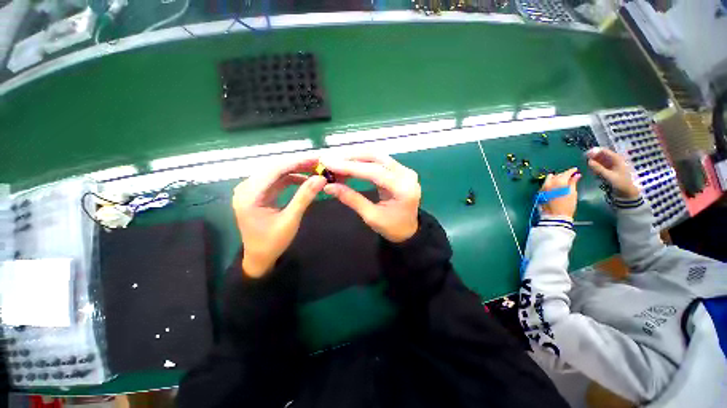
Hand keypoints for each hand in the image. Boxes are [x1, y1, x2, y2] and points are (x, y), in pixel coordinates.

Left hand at [232, 157, 325, 277]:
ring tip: (315, 169)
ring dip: (295, 169)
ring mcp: (251, 189)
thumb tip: (321, 179)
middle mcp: (246, 188)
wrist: (259, 257)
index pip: (274, 170)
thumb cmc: (273, 242)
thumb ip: (304, 197)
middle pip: (274, 168)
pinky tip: (304, 179)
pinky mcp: (258, 193)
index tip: (316, 159)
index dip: (297, 162)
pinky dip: (291, 177)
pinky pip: (276, 180)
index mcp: (249, 195)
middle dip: (298, 164)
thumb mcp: (290, 220)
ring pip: (276, 172)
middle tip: (318, 162)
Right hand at [321, 154, 420, 242]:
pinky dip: (361, 160)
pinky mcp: (398, 169)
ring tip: (335, 161)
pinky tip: (347, 163)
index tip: (328, 163)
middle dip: (350, 157)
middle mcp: (406, 174)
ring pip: (376, 155)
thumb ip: (351, 199)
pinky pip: (377, 160)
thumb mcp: (371, 217)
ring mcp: (403, 169)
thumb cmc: (392, 227)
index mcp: (403, 189)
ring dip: (354, 156)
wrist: (408, 229)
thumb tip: (328, 186)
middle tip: (329, 160)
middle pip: (375, 157)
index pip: (374, 172)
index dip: (350, 167)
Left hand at [540, 168, 581, 219]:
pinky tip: (555, 186)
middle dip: (563, 175)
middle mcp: (548, 183)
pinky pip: (545, 185)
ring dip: (555, 178)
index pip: (565, 173)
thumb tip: (576, 175)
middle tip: (570, 176)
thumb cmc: (567, 206)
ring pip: (549, 179)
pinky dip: (551, 183)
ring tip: (562, 181)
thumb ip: (573, 183)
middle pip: (556, 175)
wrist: (555, 216)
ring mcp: (543, 188)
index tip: (575, 170)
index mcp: (558, 182)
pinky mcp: (540, 193)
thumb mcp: (572, 193)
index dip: (571, 171)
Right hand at [586, 148, 639, 198]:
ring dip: (594, 162)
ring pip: (600, 160)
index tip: (585, 155)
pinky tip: (593, 171)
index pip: (604, 151)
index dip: (594, 152)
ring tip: (588, 167)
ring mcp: (612, 164)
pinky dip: (596, 167)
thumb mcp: (609, 176)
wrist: (627, 192)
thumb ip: (598, 168)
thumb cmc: (620, 183)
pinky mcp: (609, 169)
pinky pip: (601, 165)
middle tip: (584, 161)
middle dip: (593, 157)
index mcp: (616, 159)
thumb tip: (588, 161)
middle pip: (601, 155)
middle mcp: (614, 160)